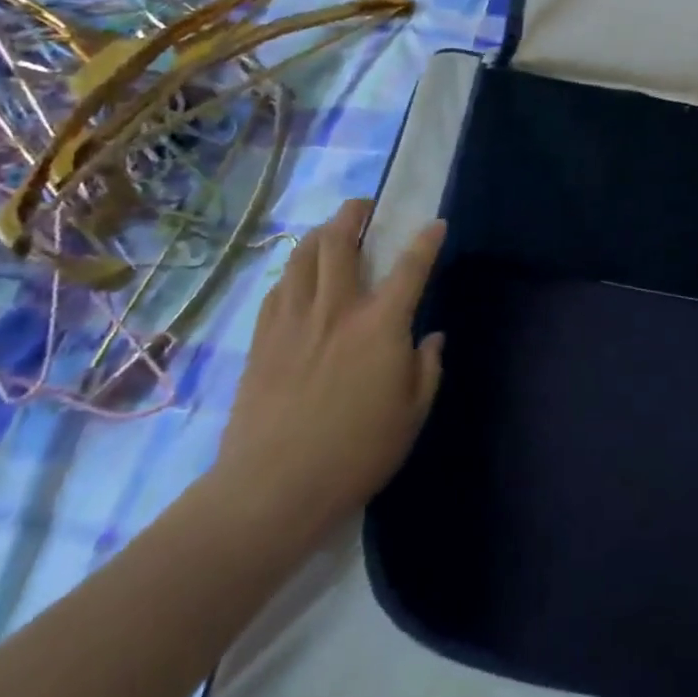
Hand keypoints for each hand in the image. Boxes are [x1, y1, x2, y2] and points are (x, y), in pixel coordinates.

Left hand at [210, 200, 446, 531]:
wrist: (273, 488)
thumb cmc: (355, 453)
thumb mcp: (411, 417)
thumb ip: (427, 369)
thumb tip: (432, 337)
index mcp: (380, 324)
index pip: (410, 267)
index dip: (425, 240)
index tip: (435, 223)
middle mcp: (336, 308)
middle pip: (339, 241)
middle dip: (354, 214)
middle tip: (364, 208)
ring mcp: (293, 320)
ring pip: (302, 256)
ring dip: (320, 234)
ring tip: (330, 233)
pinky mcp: (263, 339)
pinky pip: (278, 288)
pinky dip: (293, 272)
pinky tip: (297, 279)